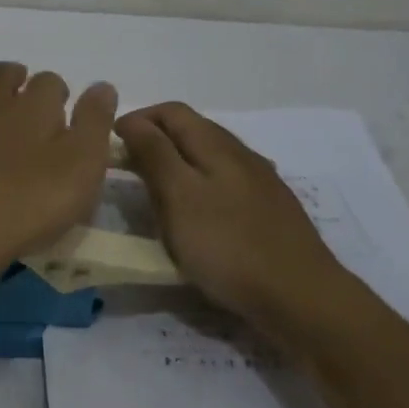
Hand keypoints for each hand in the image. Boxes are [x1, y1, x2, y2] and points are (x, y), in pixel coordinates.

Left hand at [0, 63, 118, 270]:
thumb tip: (102, 86)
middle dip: (15, 77)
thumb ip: (95, 123)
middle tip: (24, 89)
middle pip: (1, 76)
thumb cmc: (30, 201)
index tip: (64, 106)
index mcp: (32, 105)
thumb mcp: (82, 165)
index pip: (48, 81)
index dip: (58, 91)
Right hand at [115, 102, 348, 324]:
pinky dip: (200, 185)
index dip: (137, 119)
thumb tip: (131, 120)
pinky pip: (226, 183)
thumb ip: (155, 154)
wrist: (299, 295)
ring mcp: (260, 182)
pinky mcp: (269, 209)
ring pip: (210, 157)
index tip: (109, 145)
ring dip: (178, 162)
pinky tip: (197, 213)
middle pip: (192, 130)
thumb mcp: (179, 197)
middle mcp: (241, 153)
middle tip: (126, 168)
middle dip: (156, 139)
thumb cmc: (227, 245)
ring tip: (155, 191)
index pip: (170, 111)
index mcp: (216, 144)